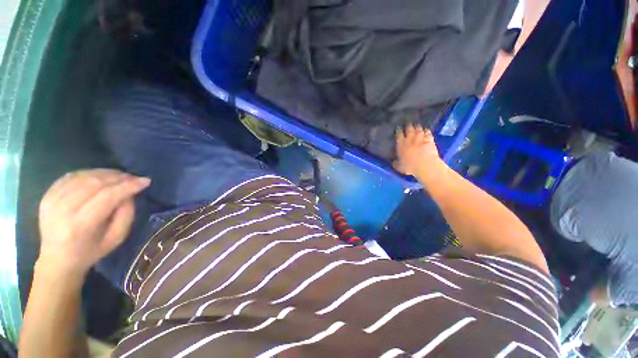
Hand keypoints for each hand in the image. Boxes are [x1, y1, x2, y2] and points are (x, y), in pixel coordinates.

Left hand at [38, 169, 149, 275]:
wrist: (57, 259)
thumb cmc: (91, 251)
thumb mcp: (116, 238)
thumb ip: (126, 214)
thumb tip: (129, 193)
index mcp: (80, 226)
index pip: (107, 197)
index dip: (128, 186)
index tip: (145, 181)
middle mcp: (62, 210)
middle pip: (94, 183)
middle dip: (119, 177)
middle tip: (134, 178)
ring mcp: (51, 201)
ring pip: (83, 177)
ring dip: (106, 173)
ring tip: (120, 176)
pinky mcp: (47, 196)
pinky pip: (71, 177)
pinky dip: (89, 174)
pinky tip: (100, 177)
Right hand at [395, 124, 442, 176]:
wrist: (425, 165)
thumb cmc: (409, 167)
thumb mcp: (398, 166)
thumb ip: (396, 163)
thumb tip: (393, 161)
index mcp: (400, 144)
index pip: (398, 134)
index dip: (398, 130)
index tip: (398, 128)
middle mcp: (410, 138)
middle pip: (409, 128)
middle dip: (408, 126)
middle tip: (408, 124)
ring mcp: (421, 137)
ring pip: (419, 129)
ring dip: (417, 127)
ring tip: (417, 125)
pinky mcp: (430, 139)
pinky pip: (428, 132)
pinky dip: (426, 131)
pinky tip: (426, 130)